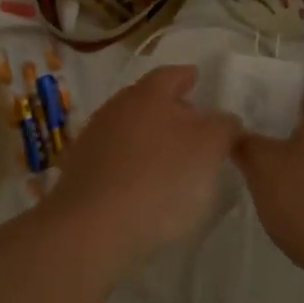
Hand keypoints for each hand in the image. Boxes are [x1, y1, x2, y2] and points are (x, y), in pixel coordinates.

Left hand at [43, 65, 238, 273]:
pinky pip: (114, 157)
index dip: (186, 76)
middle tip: (191, 122)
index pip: (170, 75)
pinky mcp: (80, 170)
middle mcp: (117, 108)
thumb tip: (224, 119)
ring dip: (149, 137)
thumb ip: (222, 127)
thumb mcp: (208, 150)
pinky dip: (131, 162)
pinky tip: (143, 183)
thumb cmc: (159, 180)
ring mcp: (94, 138)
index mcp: (148, 95)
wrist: (93, 227)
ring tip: (170, 158)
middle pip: (147, 99)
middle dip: (169, 108)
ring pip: (129, 128)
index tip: (197, 78)